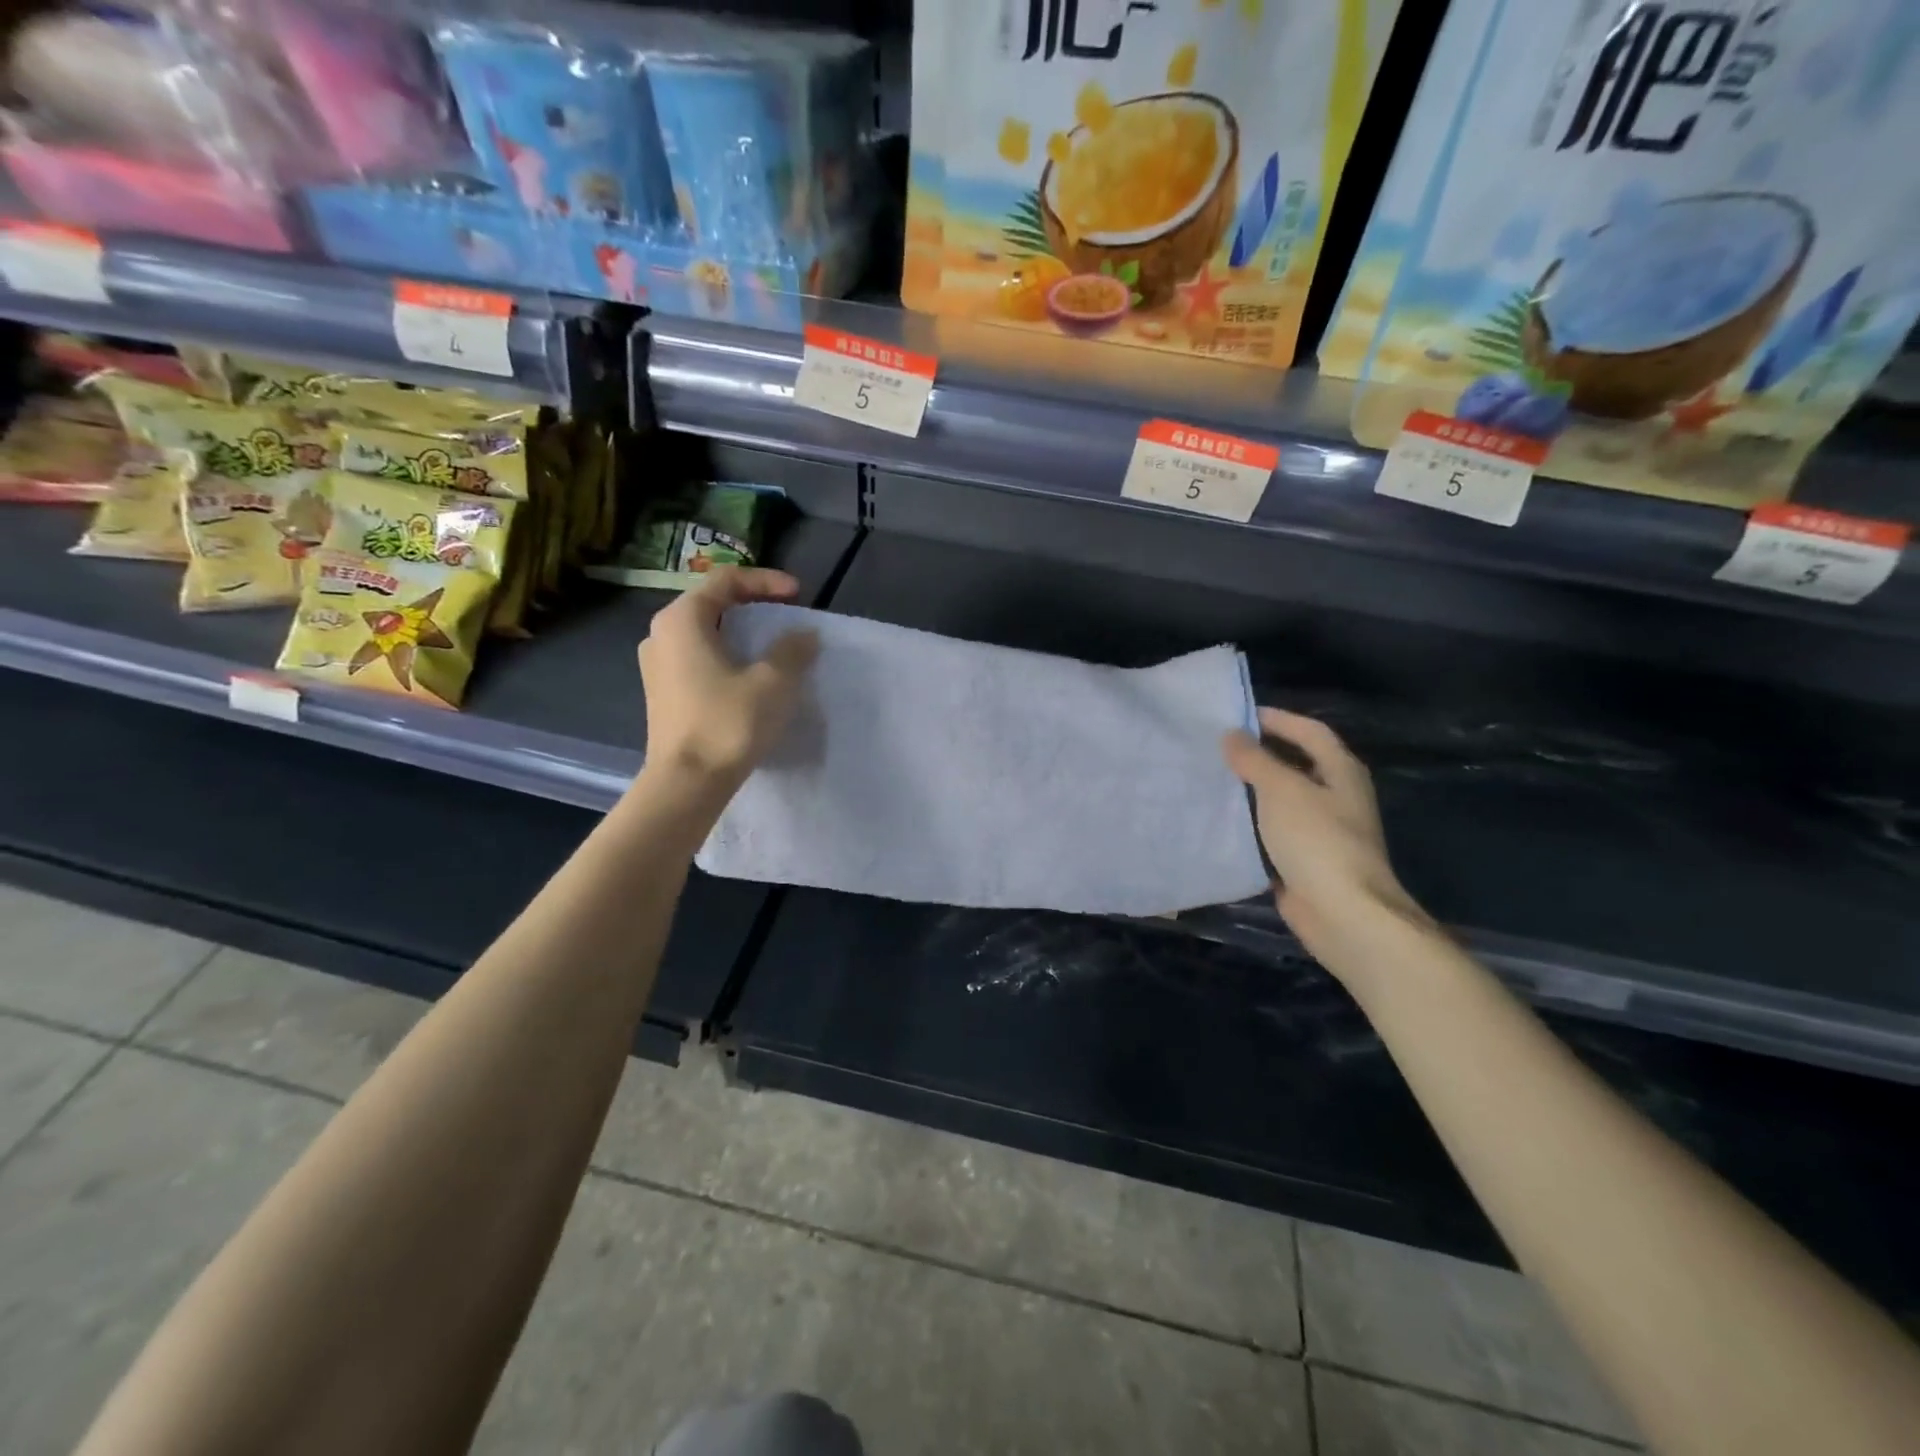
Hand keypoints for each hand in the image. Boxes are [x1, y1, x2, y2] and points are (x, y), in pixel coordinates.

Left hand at [638, 566, 818, 788]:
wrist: (686, 783)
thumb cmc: (727, 723)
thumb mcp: (772, 682)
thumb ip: (792, 650)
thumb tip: (804, 636)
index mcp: (682, 619)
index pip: (726, 580)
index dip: (765, 581)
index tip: (798, 594)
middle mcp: (661, 634)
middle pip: (711, 603)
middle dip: (753, 604)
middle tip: (786, 614)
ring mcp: (657, 665)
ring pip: (704, 632)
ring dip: (740, 632)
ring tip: (771, 645)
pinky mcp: (662, 693)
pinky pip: (698, 658)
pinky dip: (726, 655)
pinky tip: (748, 675)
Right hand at [1222, 708, 1432, 968]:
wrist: (1344, 914)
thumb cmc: (1317, 840)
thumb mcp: (1282, 790)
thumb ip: (1255, 760)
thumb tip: (1232, 735)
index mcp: (1341, 772)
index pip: (1310, 732)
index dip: (1278, 719)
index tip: (1239, 716)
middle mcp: (1336, 796)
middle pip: (1297, 764)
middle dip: (1260, 754)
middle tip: (1218, 747)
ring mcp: (1323, 831)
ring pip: (1282, 799)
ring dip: (1252, 789)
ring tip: (1213, 778)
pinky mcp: (1306, 860)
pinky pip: (1274, 831)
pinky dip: (1251, 822)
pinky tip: (1222, 820)